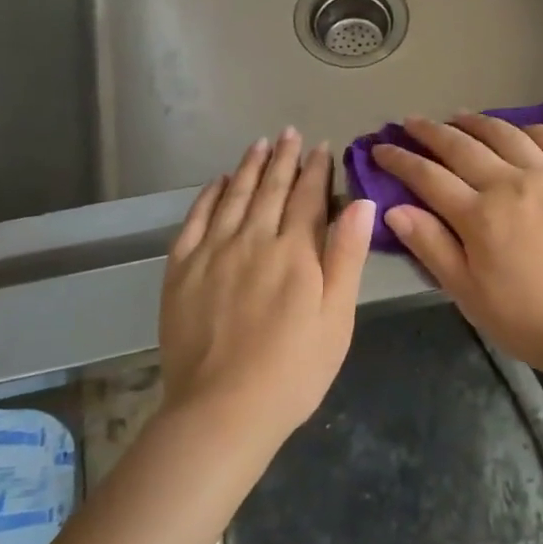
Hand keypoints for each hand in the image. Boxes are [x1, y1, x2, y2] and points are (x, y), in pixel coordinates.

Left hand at [159, 129, 375, 447]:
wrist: (222, 410)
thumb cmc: (293, 370)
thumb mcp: (337, 318)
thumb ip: (346, 256)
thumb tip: (361, 203)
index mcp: (294, 251)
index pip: (307, 198)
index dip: (315, 170)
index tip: (320, 147)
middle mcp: (253, 240)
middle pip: (270, 189)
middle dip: (282, 158)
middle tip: (288, 133)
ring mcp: (213, 252)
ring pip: (233, 196)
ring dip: (247, 168)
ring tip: (258, 144)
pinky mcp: (181, 270)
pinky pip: (195, 220)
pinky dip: (208, 196)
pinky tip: (217, 183)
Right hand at [372, 115, 542, 387]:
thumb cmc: (534, 322)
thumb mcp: (471, 296)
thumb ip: (432, 248)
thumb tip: (393, 209)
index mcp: (479, 215)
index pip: (428, 176)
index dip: (400, 160)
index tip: (381, 148)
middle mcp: (511, 182)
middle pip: (461, 146)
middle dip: (430, 132)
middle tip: (411, 122)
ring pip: (505, 134)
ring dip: (476, 122)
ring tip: (458, 116)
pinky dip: (529, 128)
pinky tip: (520, 129)